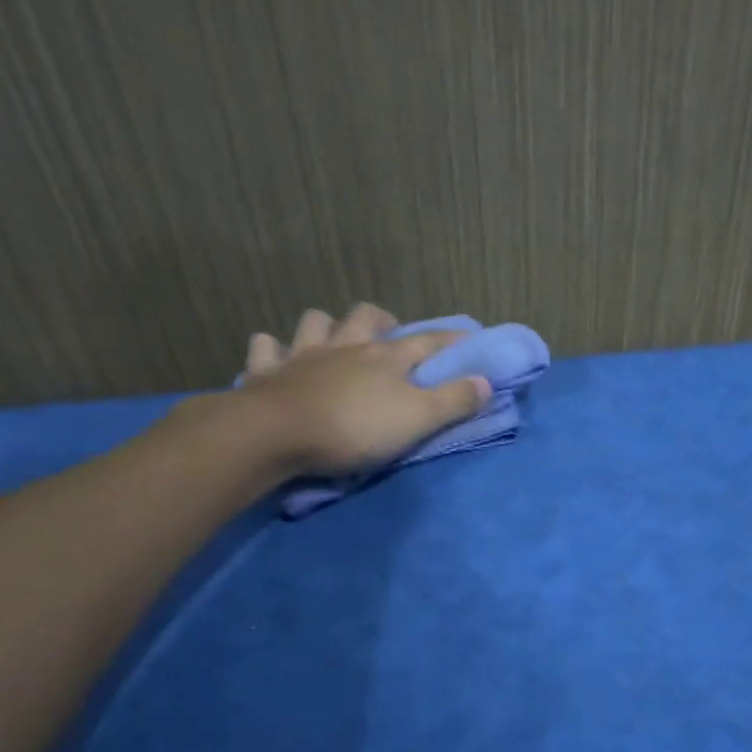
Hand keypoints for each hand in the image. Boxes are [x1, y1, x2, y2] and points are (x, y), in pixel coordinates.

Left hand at [174, 303, 491, 485]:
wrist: (276, 434)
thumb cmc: (354, 428)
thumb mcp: (417, 420)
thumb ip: (454, 401)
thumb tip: (486, 381)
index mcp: (386, 358)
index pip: (428, 343)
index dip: (451, 340)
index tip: (469, 335)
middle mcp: (346, 347)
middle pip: (367, 318)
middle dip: (383, 320)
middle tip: (390, 333)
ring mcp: (303, 355)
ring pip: (315, 323)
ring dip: (326, 326)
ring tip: (334, 338)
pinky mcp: (266, 372)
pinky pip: (265, 349)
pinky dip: (272, 349)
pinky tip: (275, 354)